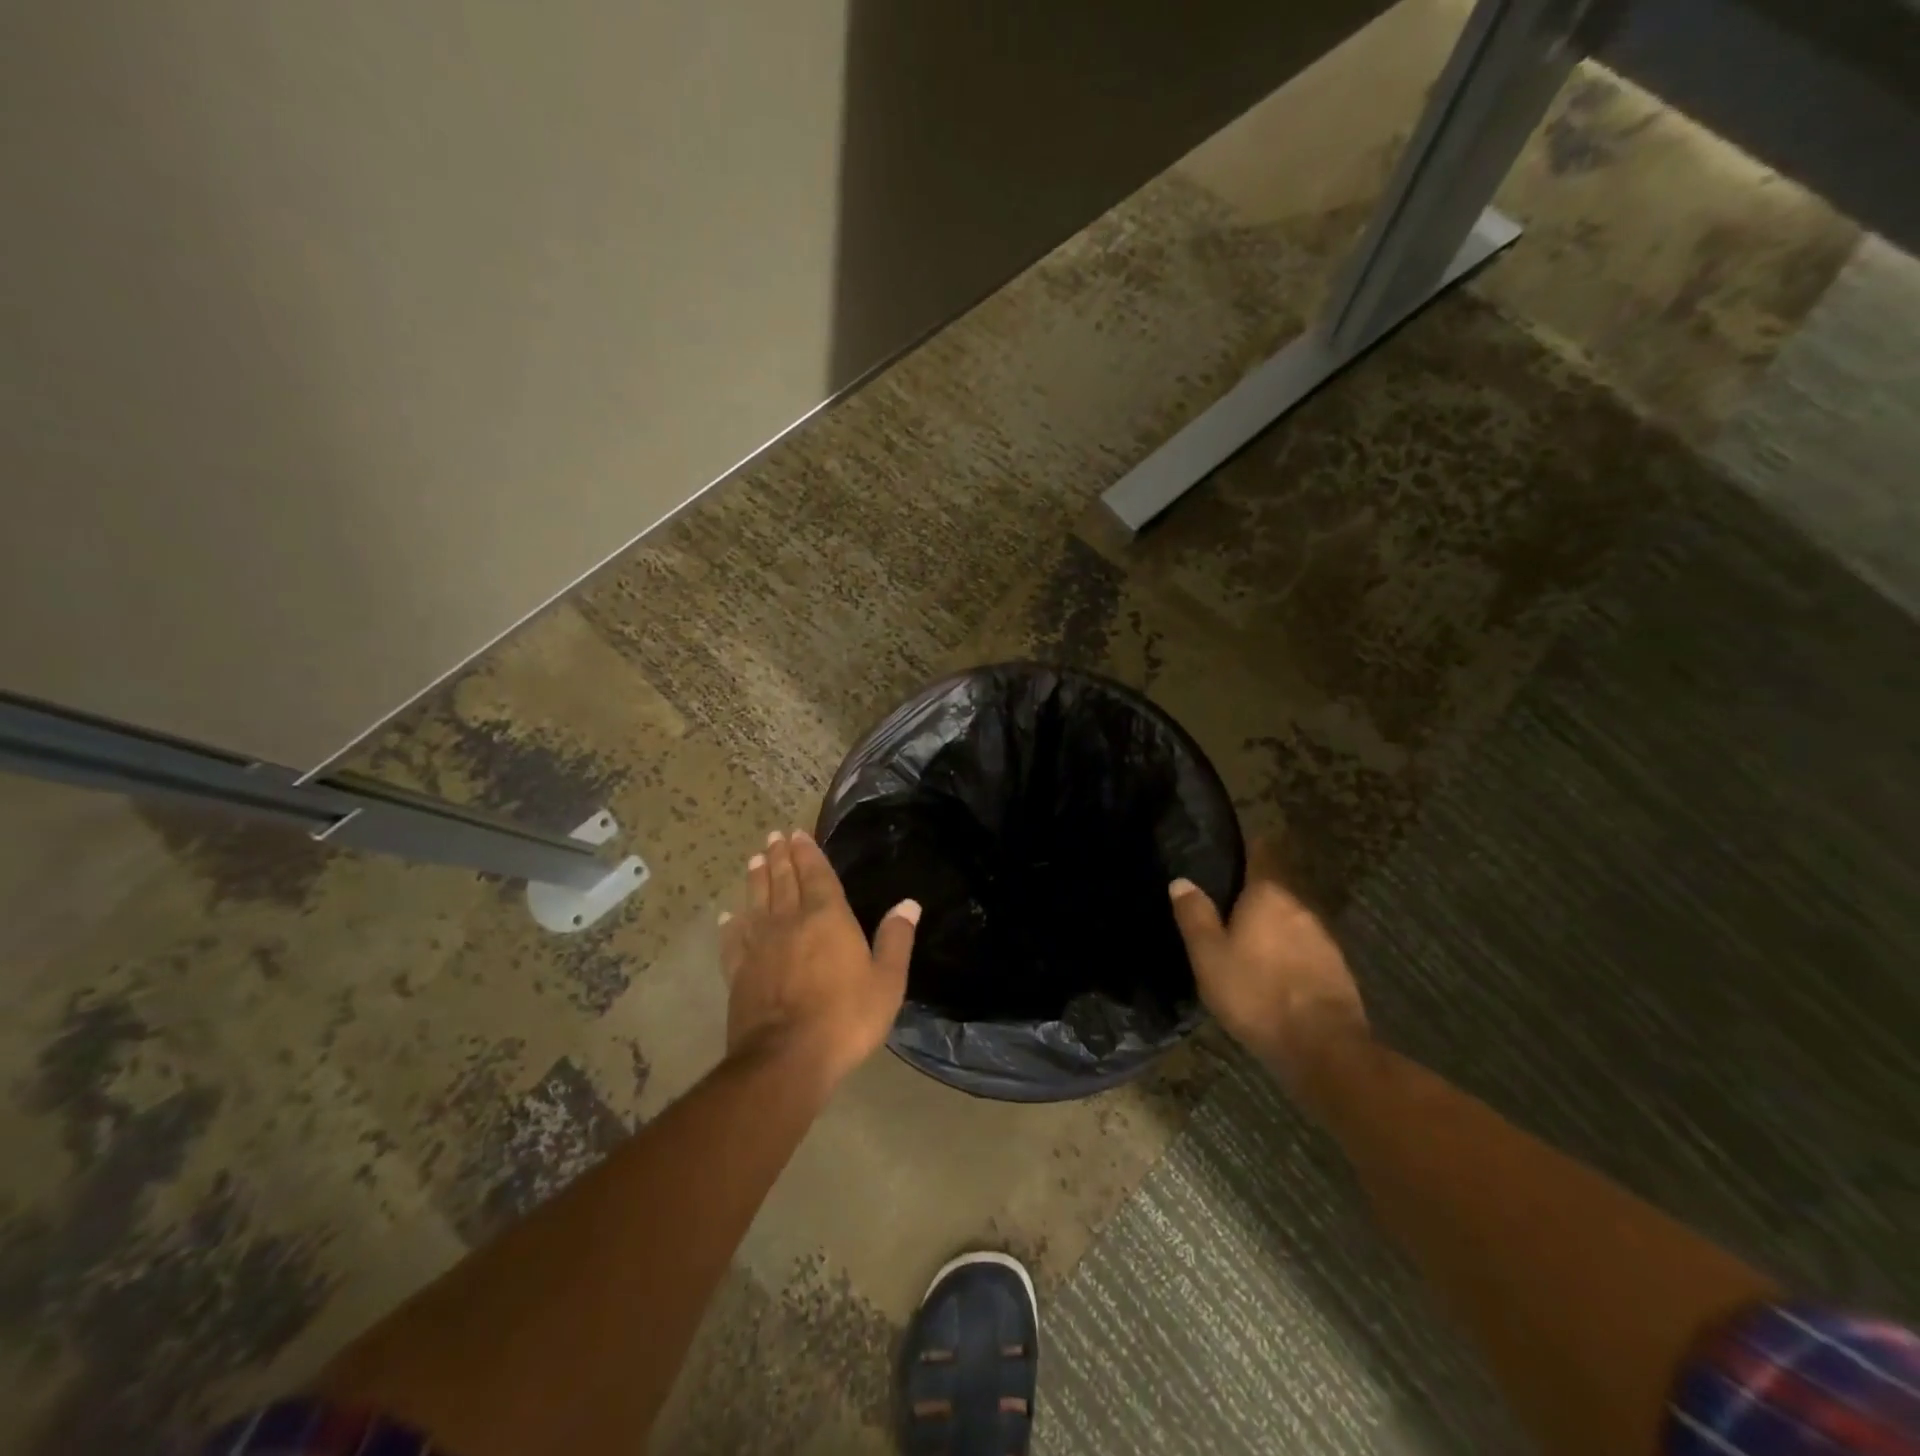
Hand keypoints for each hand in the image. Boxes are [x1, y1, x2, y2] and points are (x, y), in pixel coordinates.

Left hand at [719, 828, 918, 1090]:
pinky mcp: (738, 971)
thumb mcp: (887, 982)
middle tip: (774, 837)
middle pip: (783, 881)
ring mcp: (759, 945)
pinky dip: (731, 923)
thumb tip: (908, 904)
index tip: (797, 834)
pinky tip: (728, 915)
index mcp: (827, 918)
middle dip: (780, 857)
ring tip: (754, 860)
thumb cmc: (845, 1018)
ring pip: (756, 901)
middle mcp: (789, 921)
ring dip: (756, 879)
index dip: (808, 853)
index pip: (816, 875)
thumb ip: (896, 940)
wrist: (785, 1059)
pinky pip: (733, 938)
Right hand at [1169, 842, 1368, 1091]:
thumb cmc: (1256, 993)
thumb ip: (1195, 916)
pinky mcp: (1337, 969)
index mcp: (1268, 894)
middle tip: (1226, 909)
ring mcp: (1323, 938)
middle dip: (1253, 896)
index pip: (1261, 853)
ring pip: (1290, 921)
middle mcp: (1300, 906)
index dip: (1247, 846)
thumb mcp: (1209, 956)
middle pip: (1274, 890)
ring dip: (1271, 928)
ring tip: (1248, 945)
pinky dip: (1288, 954)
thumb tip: (1181, 880)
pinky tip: (1274, 974)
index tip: (1232, 845)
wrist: (1323, 1047)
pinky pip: (1304, 949)